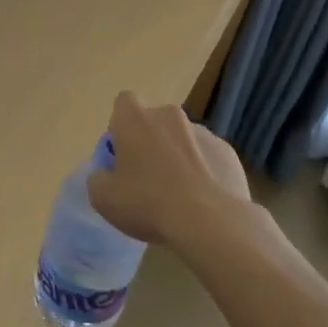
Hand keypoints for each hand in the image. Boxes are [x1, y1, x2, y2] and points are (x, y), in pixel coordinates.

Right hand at [88, 91, 251, 249]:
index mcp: (135, 118)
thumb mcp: (103, 198)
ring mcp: (202, 132)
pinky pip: (208, 158)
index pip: (123, 104)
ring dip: (178, 157)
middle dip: (151, 142)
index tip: (122, 154)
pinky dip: (204, 172)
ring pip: (183, 139)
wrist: (210, 222)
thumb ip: (99, 178)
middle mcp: (168, 115)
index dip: (120, 127)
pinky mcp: (228, 152)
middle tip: (148, 178)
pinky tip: (204, 202)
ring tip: (180, 195)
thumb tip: (106, 175)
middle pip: (154, 121)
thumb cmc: (148, 203)